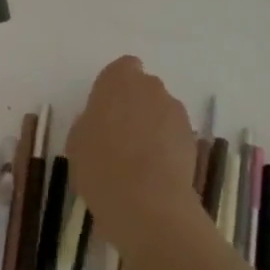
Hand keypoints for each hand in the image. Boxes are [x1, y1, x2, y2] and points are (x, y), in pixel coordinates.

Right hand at [66, 56, 199, 252]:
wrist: (146, 202)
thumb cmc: (100, 165)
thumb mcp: (77, 141)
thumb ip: (91, 121)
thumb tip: (101, 123)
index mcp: (118, 79)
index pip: (123, 68)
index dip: (116, 87)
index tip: (107, 110)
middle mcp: (150, 86)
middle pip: (145, 88)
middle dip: (136, 105)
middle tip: (121, 135)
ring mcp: (175, 111)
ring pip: (162, 111)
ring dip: (154, 125)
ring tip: (140, 159)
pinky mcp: (192, 138)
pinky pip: (175, 134)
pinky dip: (168, 146)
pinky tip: (156, 172)